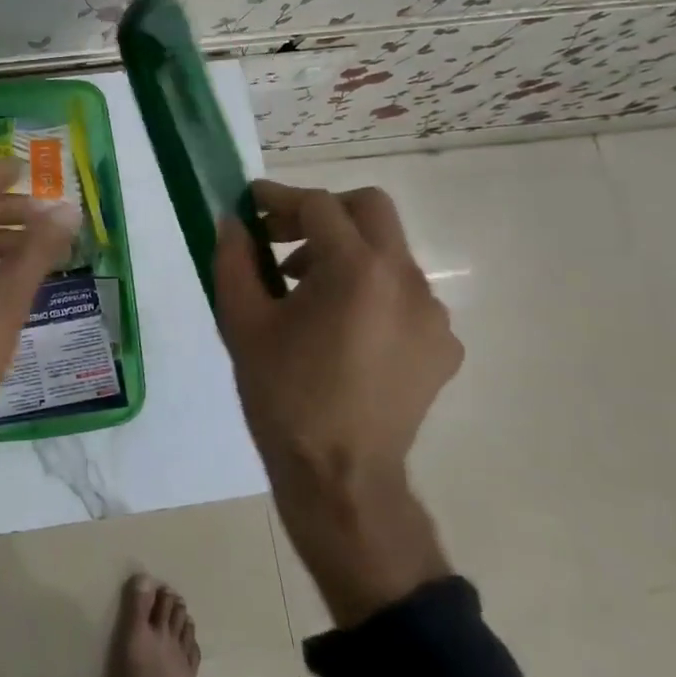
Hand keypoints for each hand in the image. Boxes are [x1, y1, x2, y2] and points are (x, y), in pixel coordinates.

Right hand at [213, 181, 461, 624]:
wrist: (340, 479)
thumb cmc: (284, 395)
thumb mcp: (242, 322)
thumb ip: (233, 259)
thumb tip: (232, 221)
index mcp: (356, 270)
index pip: (318, 206)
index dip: (279, 197)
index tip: (250, 202)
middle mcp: (405, 280)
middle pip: (369, 209)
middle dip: (322, 212)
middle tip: (283, 239)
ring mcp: (432, 314)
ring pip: (388, 252)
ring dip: (345, 253)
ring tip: (305, 293)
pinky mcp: (443, 346)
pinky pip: (404, 294)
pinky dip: (370, 292)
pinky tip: (342, 331)